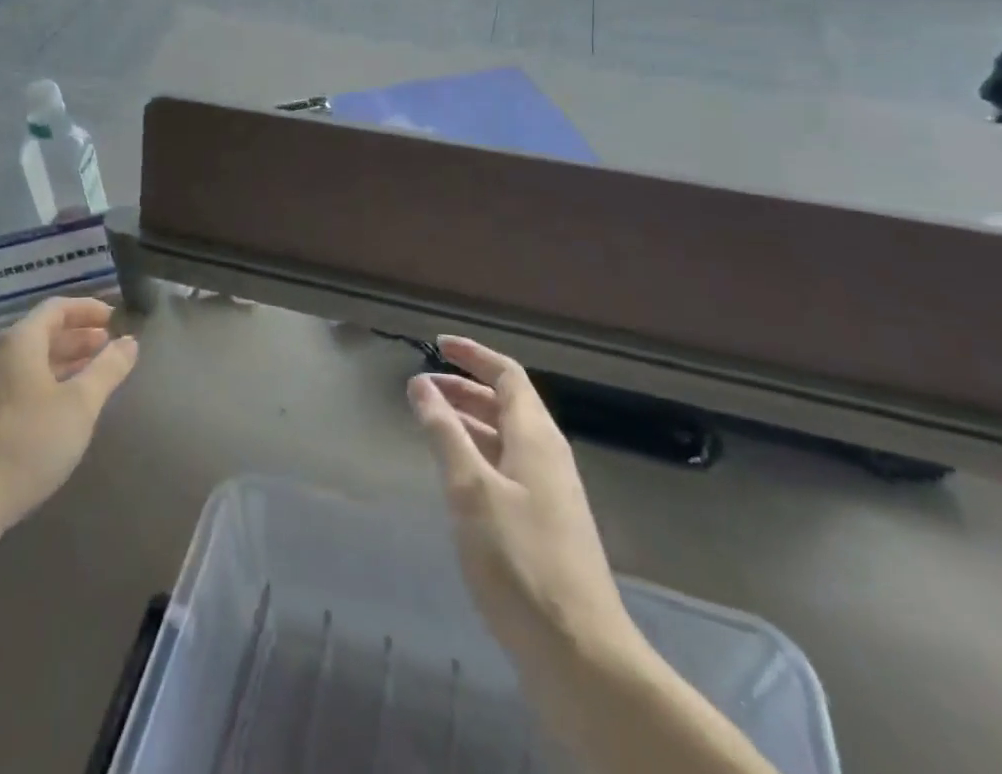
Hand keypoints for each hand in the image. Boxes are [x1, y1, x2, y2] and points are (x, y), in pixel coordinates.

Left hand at [0, 297, 137, 535]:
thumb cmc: (25, 443)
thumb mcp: (79, 405)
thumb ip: (107, 370)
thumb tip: (129, 342)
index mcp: (19, 342)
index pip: (56, 308)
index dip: (87, 309)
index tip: (114, 319)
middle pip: (40, 333)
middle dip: (77, 337)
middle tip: (107, 348)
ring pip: (27, 362)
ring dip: (61, 362)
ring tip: (90, 378)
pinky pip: (15, 385)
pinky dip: (43, 384)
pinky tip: (57, 411)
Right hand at [408, 337, 639, 666]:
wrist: (580, 657)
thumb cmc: (521, 562)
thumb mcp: (471, 491)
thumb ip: (445, 434)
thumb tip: (421, 384)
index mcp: (537, 437)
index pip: (507, 375)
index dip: (473, 355)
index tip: (436, 344)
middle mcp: (547, 456)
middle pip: (506, 405)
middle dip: (464, 389)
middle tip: (421, 388)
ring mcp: (550, 494)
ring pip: (505, 439)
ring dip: (469, 423)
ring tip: (429, 425)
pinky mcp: (545, 527)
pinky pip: (507, 470)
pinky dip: (477, 457)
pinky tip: (454, 478)